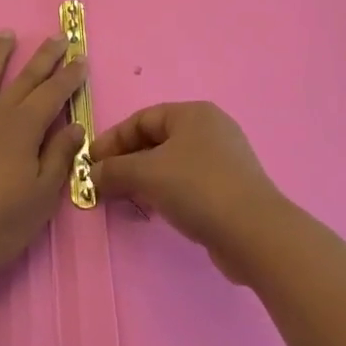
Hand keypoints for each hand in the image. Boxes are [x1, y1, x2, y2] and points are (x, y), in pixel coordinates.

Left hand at [0, 32, 86, 291]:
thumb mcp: (41, 199)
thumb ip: (59, 157)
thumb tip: (75, 125)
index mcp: (23, 129)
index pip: (52, 94)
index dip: (68, 75)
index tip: (80, 57)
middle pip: (23, 79)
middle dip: (43, 58)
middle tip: (56, 38)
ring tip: (6, 34)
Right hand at [91, 102, 285, 281]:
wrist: (254, 233)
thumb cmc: (198, 188)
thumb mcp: (148, 174)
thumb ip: (115, 170)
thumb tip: (92, 173)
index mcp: (192, 113)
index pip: (142, 119)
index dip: (113, 139)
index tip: (90, 163)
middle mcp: (209, 128)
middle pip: (157, 140)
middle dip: (127, 161)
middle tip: (103, 183)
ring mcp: (223, 159)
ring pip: (172, 163)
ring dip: (144, 179)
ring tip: (124, 198)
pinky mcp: (229, 188)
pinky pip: (187, 182)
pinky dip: (166, 191)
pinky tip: (154, 210)